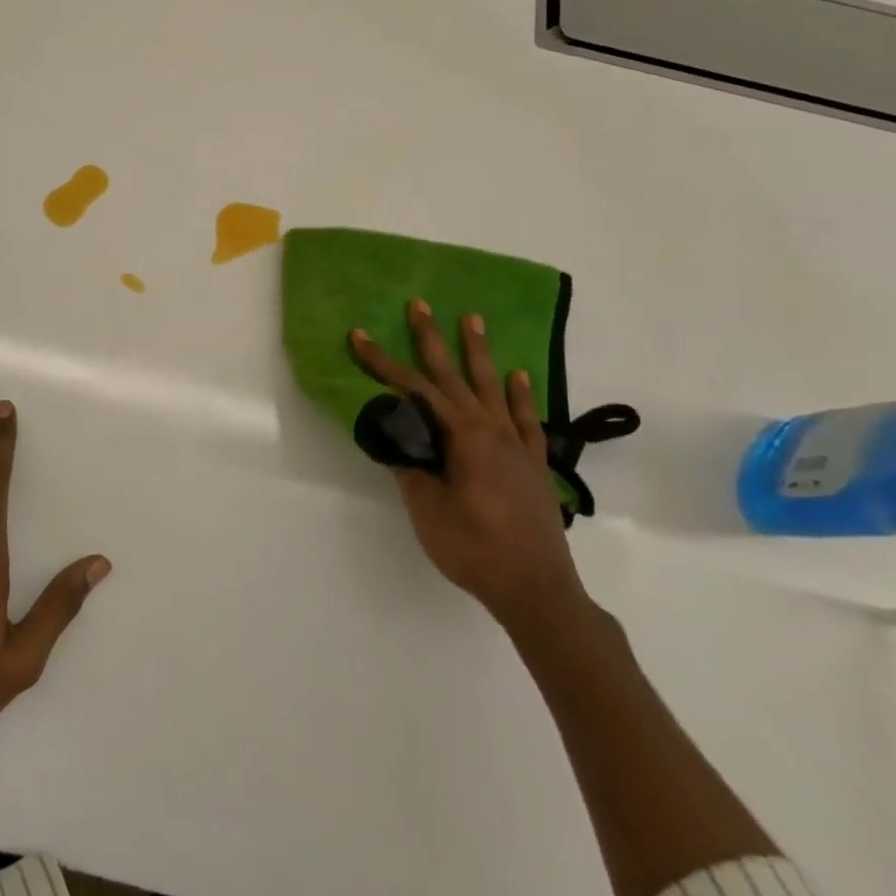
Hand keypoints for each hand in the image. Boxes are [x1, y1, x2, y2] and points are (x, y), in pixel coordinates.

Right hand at [350, 303, 584, 629]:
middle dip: (431, 339)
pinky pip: (525, 418)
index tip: (359, 336)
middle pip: (453, 375)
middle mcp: (490, 429)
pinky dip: (519, 395)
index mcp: (462, 436)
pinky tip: (517, 375)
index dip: (383, 363)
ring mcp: (516, 444)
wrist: (537, 590)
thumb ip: (411, 468)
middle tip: (419, 304)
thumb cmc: (475, 548)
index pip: (414, 390)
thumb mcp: (427, 510)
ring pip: (492, 386)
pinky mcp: (533, 463)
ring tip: (473, 319)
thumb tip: (396, 438)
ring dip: (479, 352)